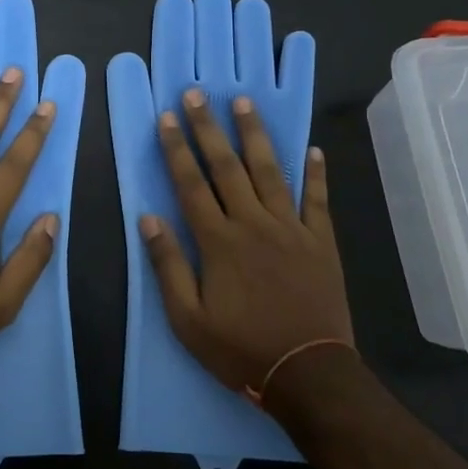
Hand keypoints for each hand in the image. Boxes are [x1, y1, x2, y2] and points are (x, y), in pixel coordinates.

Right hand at [143, 88, 353, 397]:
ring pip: (269, 171)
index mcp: (218, 241)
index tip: (167, 118)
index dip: (177, 149)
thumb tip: (147, 219)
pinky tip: (312, 149)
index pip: (191, 184)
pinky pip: (317, 200)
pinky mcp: (320, 241)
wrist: (309, 374)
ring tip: (244, 103)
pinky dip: (315, 173)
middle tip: (198, 94)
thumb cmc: (241, 349)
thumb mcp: (188, 320)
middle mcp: (253, 224)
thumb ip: (167, 266)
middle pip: (227, 167)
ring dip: (254, 135)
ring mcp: (290, 229)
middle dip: (209, 128)